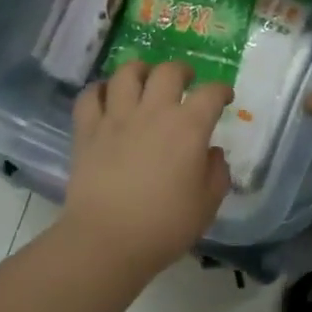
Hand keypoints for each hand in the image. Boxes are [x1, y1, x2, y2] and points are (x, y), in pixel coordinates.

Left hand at [61, 60, 232, 272]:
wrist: (107, 240)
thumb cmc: (165, 226)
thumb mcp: (207, 204)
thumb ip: (217, 173)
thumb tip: (212, 153)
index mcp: (188, 128)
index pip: (210, 94)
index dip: (221, 91)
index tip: (224, 97)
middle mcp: (153, 112)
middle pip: (168, 72)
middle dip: (181, 70)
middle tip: (185, 79)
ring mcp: (116, 118)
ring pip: (126, 74)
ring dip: (140, 70)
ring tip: (144, 78)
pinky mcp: (87, 131)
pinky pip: (89, 97)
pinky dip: (99, 91)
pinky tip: (106, 97)